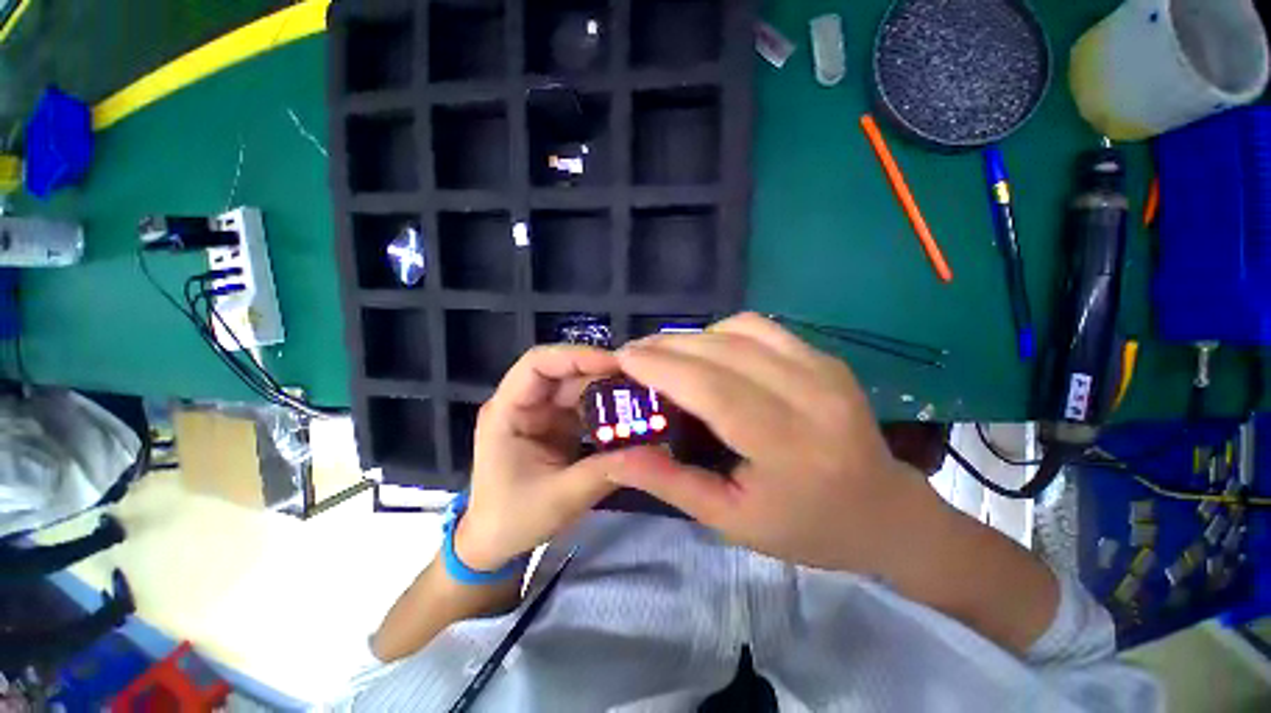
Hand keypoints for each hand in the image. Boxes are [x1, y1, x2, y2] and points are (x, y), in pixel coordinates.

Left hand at [455, 344, 624, 571]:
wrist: (496, 544)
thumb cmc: (512, 519)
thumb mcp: (561, 498)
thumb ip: (607, 471)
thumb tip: (654, 450)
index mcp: (508, 411)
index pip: (538, 364)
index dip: (576, 356)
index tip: (615, 364)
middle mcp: (525, 403)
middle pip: (565, 372)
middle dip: (603, 373)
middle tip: (642, 380)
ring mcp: (543, 413)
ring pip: (579, 387)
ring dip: (609, 390)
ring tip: (643, 396)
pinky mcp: (558, 425)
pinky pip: (586, 406)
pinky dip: (609, 409)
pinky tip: (632, 414)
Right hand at [604, 313, 941, 572]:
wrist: (884, 512)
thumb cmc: (805, 528)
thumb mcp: (730, 519)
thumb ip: (669, 483)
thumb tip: (615, 455)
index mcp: (788, 446)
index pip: (713, 389)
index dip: (662, 367)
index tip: (623, 358)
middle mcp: (810, 395)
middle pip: (722, 352)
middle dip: (666, 346)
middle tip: (632, 353)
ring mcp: (822, 368)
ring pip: (739, 330)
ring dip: (691, 336)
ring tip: (663, 353)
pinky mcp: (825, 357)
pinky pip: (761, 328)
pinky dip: (722, 331)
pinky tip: (707, 350)